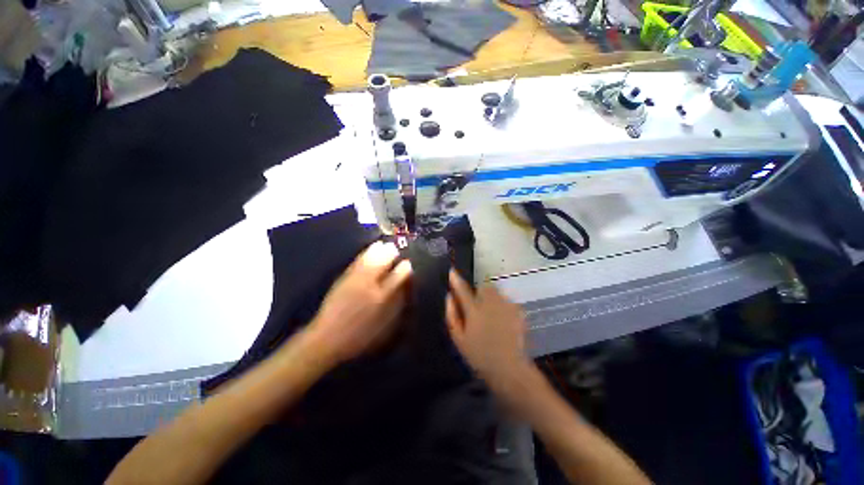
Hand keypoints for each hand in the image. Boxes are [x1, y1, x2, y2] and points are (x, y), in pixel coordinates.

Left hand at [307, 241, 411, 364]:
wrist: (328, 339)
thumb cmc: (361, 337)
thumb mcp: (385, 328)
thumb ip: (397, 307)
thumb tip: (404, 290)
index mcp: (383, 297)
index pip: (399, 276)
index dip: (405, 268)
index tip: (408, 264)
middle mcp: (371, 285)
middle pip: (385, 263)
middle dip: (392, 255)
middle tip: (396, 250)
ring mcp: (356, 280)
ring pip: (372, 259)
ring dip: (380, 251)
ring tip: (385, 245)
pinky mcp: (345, 278)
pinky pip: (359, 261)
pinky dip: (366, 253)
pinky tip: (371, 249)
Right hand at [445, 271, 535, 396]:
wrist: (509, 369)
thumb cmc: (479, 356)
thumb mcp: (458, 339)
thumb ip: (452, 315)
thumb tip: (449, 297)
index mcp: (474, 311)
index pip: (462, 289)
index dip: (456, 280)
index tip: (452, 271)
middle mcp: (491, 304)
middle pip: (484, 287)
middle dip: (480, 292)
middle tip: (478, 306)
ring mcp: (506, 306)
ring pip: (496, 292)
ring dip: (492, 298)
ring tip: (492, 315)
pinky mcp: (518, 311)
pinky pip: (507, 301)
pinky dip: (503, 306)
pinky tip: (504, 320)